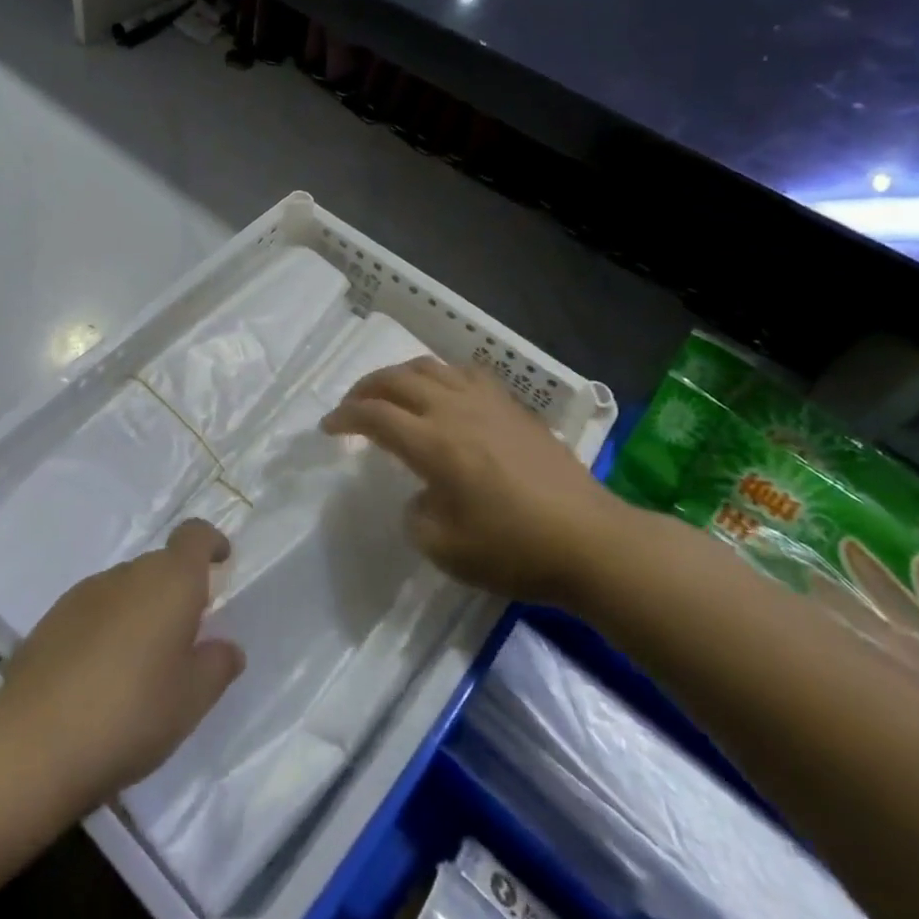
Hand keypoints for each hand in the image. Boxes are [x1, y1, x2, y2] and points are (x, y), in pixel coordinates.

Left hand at [0, 520, 245, 814]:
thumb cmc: (131, 714)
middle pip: (160, 565)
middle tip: (185, 639)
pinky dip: (107, 629)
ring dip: (140, 612)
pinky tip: (101, 677)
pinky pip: (94, 611)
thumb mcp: (191, 701)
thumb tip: (226, 647)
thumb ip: (216, 666)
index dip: (209, 542)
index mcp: (169, 582)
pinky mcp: (51, 620)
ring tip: (142, 665)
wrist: (34, 744)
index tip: (221, 560)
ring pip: (125, 589)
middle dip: (175, 591)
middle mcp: (127, 574)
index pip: (193, 535)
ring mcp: (84, 594)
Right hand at [321, 357, 627, 603]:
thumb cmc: (514, 550)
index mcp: (432, 444)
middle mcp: (454, 410)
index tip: (328, 427)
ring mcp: (487, 403)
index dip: (344, 417)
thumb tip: (420, 496)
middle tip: (351, 406)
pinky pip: (466, 373)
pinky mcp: (513, 407)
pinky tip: (443, 392)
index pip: (374, 415)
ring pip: (430, 368)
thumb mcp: (446, 550)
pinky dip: (441, 375)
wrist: (590, 541)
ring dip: (400, 375)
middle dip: (365, 388)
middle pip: (396, 380)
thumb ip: (416, 517)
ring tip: (390, 392)